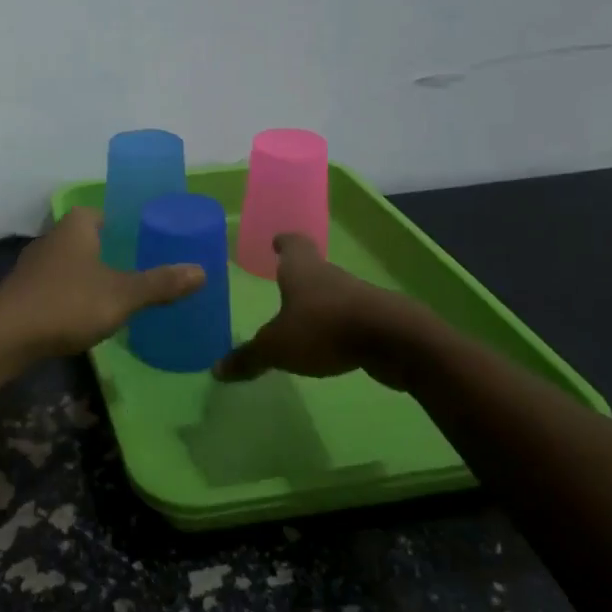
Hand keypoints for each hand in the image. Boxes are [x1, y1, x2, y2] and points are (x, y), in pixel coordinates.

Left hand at [0, 208, 205, 361]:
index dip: (125, 224)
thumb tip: (201, 270)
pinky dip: (72, 294)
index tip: (146, 241)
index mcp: (77, 226)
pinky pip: (56, 286)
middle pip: (87, 237)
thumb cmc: (68, 303)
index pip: (103, 212)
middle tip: (140, 268)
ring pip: (70, 263)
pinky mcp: (23, 292)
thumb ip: (160, 284)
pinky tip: (85, 314)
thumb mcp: (122, 295)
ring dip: (89, 274)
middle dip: (110, 251)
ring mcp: (34, 265)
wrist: (5, 336)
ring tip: (117, 293)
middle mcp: (53, 238)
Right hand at [214, 233, 401, 382]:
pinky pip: (349, 317)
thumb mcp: (277, 347)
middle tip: (281, 283)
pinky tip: (329, 342)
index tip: (277, 241)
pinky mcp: (376, 319)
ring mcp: (356, 295)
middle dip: (297, 276)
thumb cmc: (324, 328)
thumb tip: (217, 370)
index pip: (292, 244)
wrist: (394, 340)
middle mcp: (329, 275)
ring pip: (331, 293)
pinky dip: (337, 325)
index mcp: (302, 270)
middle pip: (312, 268)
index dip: (283, 242)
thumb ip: (249, 357)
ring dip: (318, 303)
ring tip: (301, 318)